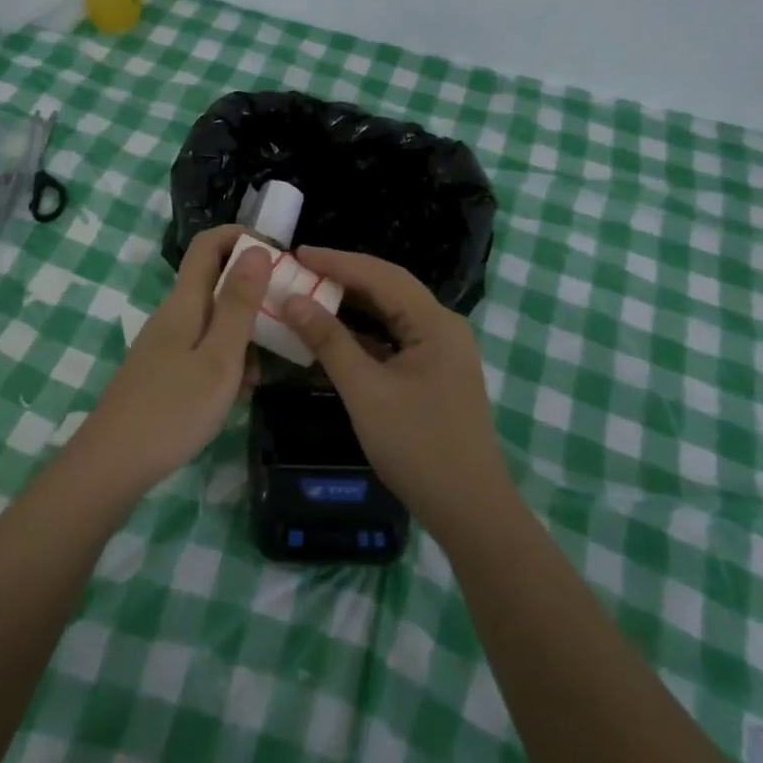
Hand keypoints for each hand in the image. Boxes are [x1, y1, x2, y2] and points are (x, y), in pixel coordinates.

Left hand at [74, 225, 271, 493]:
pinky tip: (237, 394)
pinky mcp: (164, 370)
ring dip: (243, 334)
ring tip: (263, 372)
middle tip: (285, 317)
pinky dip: (226, 360)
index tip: (279, 256)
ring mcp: (166, 343)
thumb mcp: (219, 357)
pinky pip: (203, 349)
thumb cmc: (173, 410)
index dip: (242, 237)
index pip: (209, 244)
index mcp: (185, 302)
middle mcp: (174, 314)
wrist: (112, 464)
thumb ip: (239, 304)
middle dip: (253, 292)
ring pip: (213, 320)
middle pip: (215, 281)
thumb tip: (257, 249)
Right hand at [281, 248, 511, 530]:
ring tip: (311, 293)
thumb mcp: (365, 391)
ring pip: (391, 314)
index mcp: (435, 322)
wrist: (469, 509)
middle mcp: (443, 327)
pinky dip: (364, 333)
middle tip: (299, 269)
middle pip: (389, 289)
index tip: (296, 252)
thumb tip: (293, 300)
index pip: (381, 276)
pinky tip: (335, 334)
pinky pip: (395, 339)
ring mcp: (442, 351)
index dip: (337, 261)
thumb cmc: (417, 446)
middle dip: (344, 277)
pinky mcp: (435, 373)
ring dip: (352, 304)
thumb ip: (329, 341)